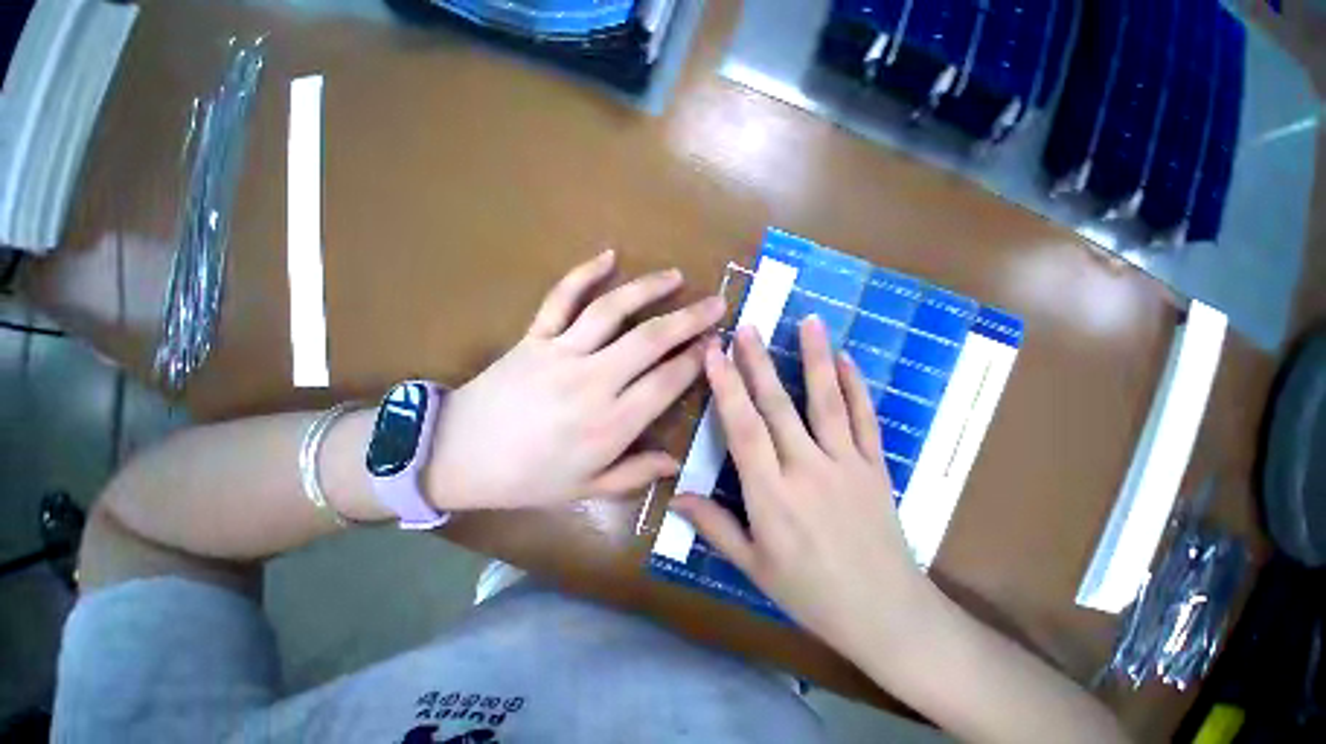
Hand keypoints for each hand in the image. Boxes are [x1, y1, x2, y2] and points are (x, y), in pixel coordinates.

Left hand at [427, 250, 725, 510]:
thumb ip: (635, 474)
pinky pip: (561, 298)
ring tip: (675, 276)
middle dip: (690, 319)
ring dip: (648, 289)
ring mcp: (561, 354)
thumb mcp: (586, 488)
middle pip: (651, 340)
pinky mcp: (534, 337)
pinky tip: (608, 255)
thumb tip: (676, 463)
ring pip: (613, 311)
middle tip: (716, 303)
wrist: (455, 456)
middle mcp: (593, 382)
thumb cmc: (526, 479)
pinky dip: (583, 273)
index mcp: (610, 424)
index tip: (716, 344)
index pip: (667, 381)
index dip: (697, 360)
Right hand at [672, 317, 934, 657]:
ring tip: (808, 320)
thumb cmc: (812, 595)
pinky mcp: (876, 467)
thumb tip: (675, 496)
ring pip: (826, 402)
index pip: (743, 430)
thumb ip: (714, 526)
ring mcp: (847, 465)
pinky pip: (865, 420)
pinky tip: (847, 359)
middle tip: (747, 326)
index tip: (714, 354)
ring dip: (815, 359)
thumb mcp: (754, 567)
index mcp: (772, 496)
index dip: (727, 388)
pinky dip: (856, 387)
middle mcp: (807, 470)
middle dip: (758, 362)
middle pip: (778, 407)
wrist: (888, 617)